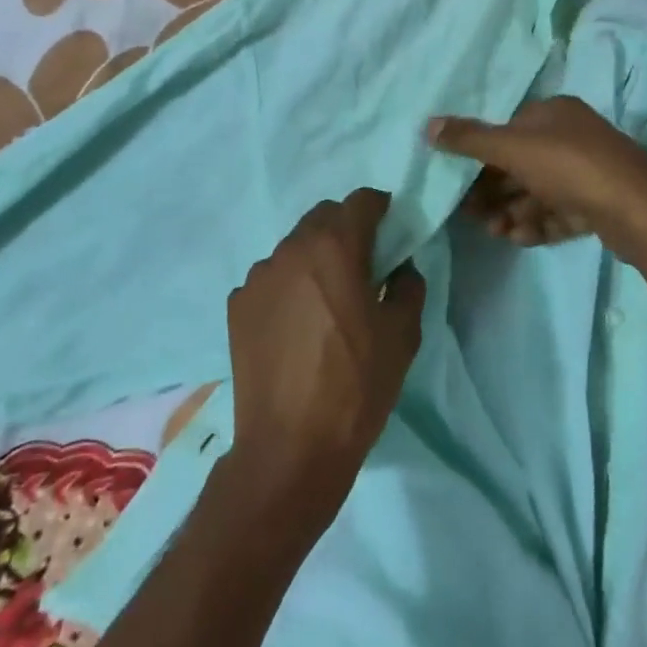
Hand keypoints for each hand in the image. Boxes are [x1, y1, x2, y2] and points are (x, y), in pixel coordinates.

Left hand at [227, 189, 423, 524]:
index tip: (392, 231)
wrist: (291, 446)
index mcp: (334, 247)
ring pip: (294, 247)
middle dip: (347, 229)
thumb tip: (399, 267)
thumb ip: (408, 285)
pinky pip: (271, 279)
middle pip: (323, 217)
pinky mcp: (237, 305)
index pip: (361, 200)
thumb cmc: (357, 385)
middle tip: (363, 265)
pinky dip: (288, 286)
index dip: (381, 209)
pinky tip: (297, 325)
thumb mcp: (403, 334)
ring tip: (326, 300)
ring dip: (315, 258)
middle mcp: (290, 249)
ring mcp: (258, 276)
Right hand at [427, 97, 646, 261]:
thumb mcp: (513, 148)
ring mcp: (588, 172)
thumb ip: (469, 138)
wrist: (638, 211)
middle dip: (494, 191)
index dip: (481, 156)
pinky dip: (538, 224)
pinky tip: (521, 238)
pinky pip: (558, 212)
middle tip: (472, 215)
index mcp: (553, 113)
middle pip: (520, 164)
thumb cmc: (571, 167)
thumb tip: (427, 124)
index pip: (507, 130)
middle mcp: (572, 137)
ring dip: (512, 211)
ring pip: (538, 192)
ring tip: (496, 232)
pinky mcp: (598, 204)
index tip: (459, 183)